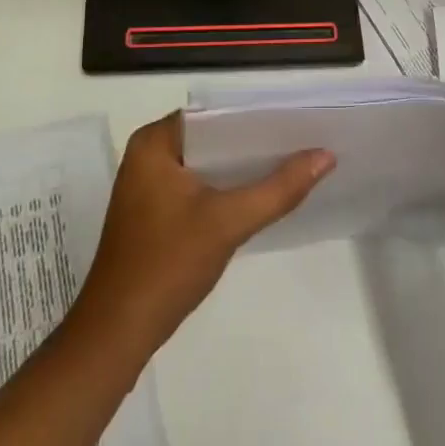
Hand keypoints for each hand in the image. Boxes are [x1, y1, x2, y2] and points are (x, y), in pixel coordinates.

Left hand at [74, 112, 334, 359]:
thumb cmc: (167, 264)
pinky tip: (261, 196)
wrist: (118, 331)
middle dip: (255, 143)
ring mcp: (149, 185)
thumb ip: (279, 188)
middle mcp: (148, 155)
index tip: (299, 121)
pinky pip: (199, 186)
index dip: (257, 117)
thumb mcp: (229, 222)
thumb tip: (326, 156)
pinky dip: (227, 189)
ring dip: (243, 168)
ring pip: (208, 164)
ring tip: (293, 164)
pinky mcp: (155, 212)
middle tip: (304, 142)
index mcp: (154, 143)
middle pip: (213, 138)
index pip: (215, 114)